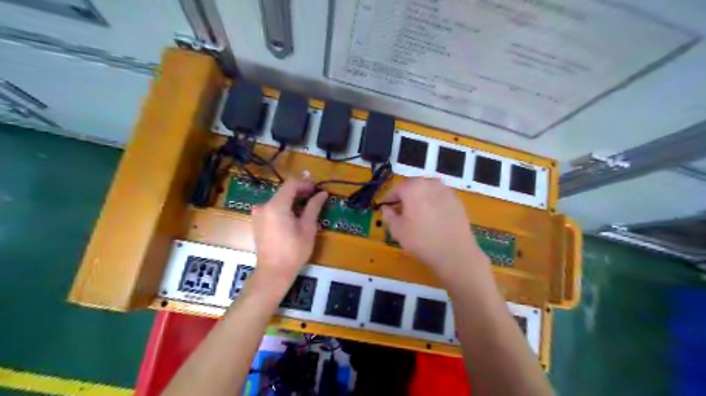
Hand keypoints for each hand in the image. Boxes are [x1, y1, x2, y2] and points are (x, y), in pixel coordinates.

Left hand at [250, 178, 327, 286]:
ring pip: (278, 199)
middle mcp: (263, 206)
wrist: (273, 272)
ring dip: (293, 200)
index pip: (291, 184)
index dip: (306, 184)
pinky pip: (272, 208)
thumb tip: (322, 193)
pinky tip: (294, 216)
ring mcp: (258, 214)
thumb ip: (314, 207)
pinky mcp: (257, 222)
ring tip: (307, 207)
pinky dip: (284, 208)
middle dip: (300, 192)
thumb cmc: (294, 251)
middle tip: (315, 198)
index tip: (317, 189)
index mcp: (276, 205)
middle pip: (284, 191)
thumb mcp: (308, 228)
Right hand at [380, 178, 491, 280]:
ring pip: (427, 191)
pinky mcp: (457, 200)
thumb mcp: (397, 230)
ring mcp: (446, 190)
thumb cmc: (421, 240)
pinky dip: (433, 204)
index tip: (386, 209)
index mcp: (413, 187)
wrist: (455, 253)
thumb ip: (388, 215)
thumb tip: (387, 209)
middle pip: (412, 186)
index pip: (396, 188)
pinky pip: (439, 198)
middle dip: (405, 197)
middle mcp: (430, 183)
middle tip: (401, 212)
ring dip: (419, 199)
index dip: (389, 199)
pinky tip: (433, 219)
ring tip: (417, 216)